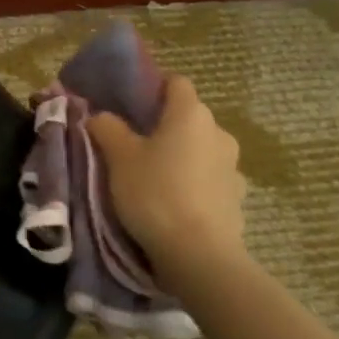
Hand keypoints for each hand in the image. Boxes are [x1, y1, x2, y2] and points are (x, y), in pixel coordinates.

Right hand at [88, 76, 246, 275]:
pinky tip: (176, 202)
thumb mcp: (119, 157)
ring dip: (182, 156)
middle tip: (134, 144)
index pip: (175, 82)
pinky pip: (210, 179)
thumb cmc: (155, 193)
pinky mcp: (237, 199)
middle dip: (164, 125)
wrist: (199, 256)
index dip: (153, 88)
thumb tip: (101, 115)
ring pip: (201, 149)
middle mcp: (218, 132)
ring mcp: (233, 167)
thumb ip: (107, 128)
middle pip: (188, 117)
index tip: (130, 105)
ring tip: (155, 177)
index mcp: (190, 114)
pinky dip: (195, 183)